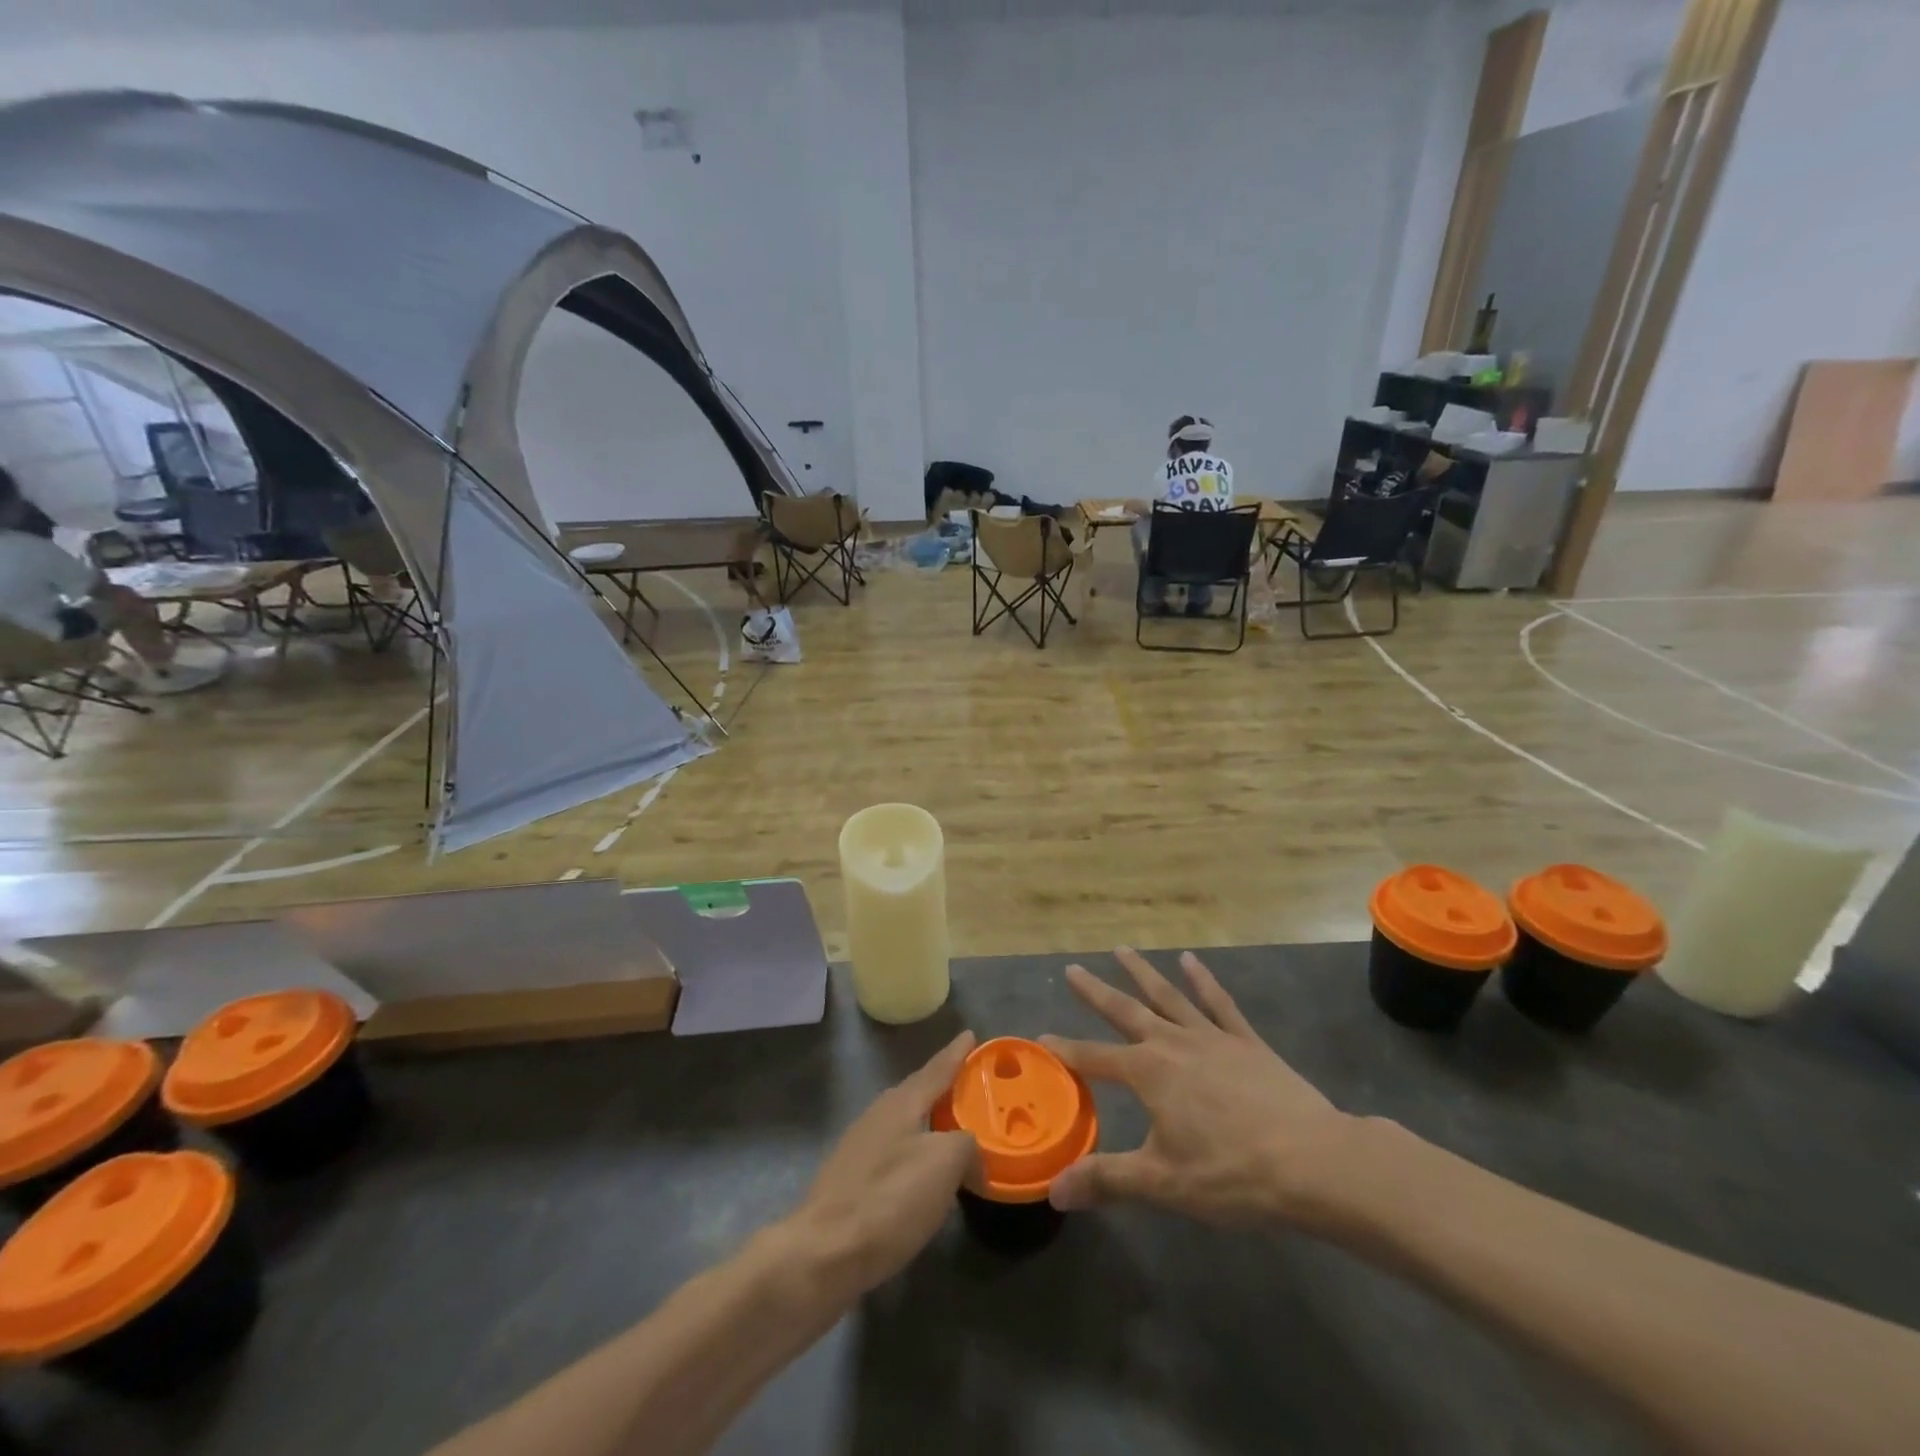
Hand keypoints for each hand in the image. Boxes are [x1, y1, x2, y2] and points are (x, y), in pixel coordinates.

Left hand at [782, 1032, 979, 1296]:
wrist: (822, 1255)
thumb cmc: (888, 1199)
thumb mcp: (943, 1164)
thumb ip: (967, 1146)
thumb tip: (972, 1153)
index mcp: (901, 1102)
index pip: (937, 1069)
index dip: (957, 1053)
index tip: (971, 1034)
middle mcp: (878, 1115)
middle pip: (918, 1093)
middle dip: (944, 1087)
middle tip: (971, 1085)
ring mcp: (860, 1148)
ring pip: (906, 1124)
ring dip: (930, 1123)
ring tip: (955, 1130)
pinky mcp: (851, 1181)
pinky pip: (895, 1153)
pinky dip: (916, 1154)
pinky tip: (925, 1174)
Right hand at [1044, 949, 1363, 1231]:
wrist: (1313, 1161)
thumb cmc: (1232, 1172)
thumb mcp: (1162, 1181)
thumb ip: (1106, 1180)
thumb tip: (1053, 1190)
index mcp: (1148, 1072)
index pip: (1094, 1058)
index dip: (1065, 1050)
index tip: (1040, 1039)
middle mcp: (1173, 1043)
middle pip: (1126, 1012)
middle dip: (1096, 992)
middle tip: (1072, 969)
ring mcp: (1212, 1037)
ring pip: (1168, 996)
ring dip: (1143, 973)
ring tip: (1122, 950)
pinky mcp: (1247, 1041)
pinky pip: (1219, 1003)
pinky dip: (1203, 980)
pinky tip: (1191, 961)